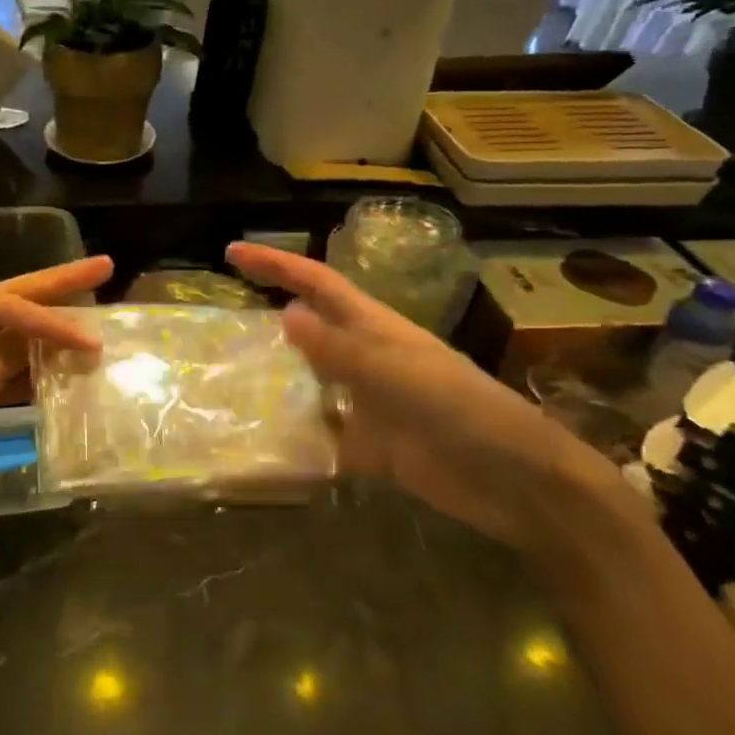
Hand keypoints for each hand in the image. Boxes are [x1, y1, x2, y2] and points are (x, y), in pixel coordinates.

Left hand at [0, 257, 112, 532]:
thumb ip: (10, 353)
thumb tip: (54, 330)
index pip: (2, 306)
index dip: (50, 320)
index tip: (92, 339)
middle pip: (7, 303)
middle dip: (55, 287)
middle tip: (103, 266)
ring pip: (8, 334)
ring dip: (48, 330)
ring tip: (92, 308)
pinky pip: (1, 363)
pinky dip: (31, 365)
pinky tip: (65, 359)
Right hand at [227, 243, 621, 554]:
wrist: (515, 481)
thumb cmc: (459, 408)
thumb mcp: (394, 371)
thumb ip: (338, 348)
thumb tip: (284, 313)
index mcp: (374, 328)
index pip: (316, 284)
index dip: (275, 265)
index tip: (231, 253)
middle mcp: (366, 359)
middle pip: (310, 327)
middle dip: (269, 313)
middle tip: (220, 317)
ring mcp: (368, 403)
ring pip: (311, 382)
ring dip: (277, 378)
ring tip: (228, 380)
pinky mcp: (370, 447)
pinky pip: (322, 437)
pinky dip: (297, 439)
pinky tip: (264, 444)